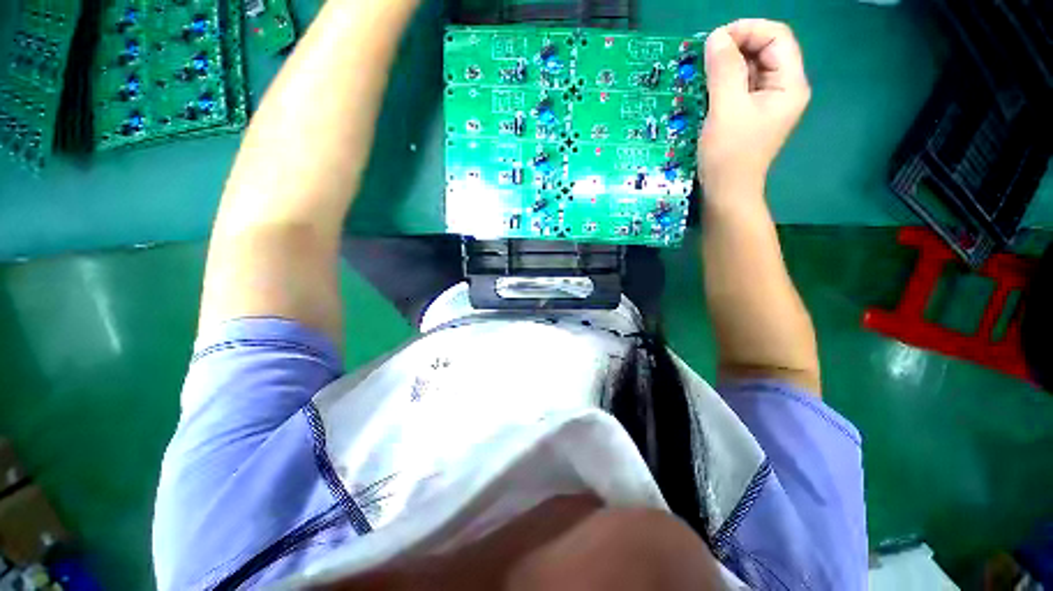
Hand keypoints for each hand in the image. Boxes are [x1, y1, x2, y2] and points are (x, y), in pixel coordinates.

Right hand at [698, 20, 810, 198]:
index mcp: (789, 84)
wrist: (725, 194)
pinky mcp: (750, 114)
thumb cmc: (729, 156)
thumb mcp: (726, 110)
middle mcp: (783, 88)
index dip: (747, 30)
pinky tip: (707, 88)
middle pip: (765, 49)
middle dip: (735, 47)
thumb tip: (716, 37)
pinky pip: (740, 86)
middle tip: (705, 57)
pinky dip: (723, 82)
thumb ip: (724, 70)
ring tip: (702, 72)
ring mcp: (766, 102)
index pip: (777, 37)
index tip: (715, 41)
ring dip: (726, 65)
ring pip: (750, 68)